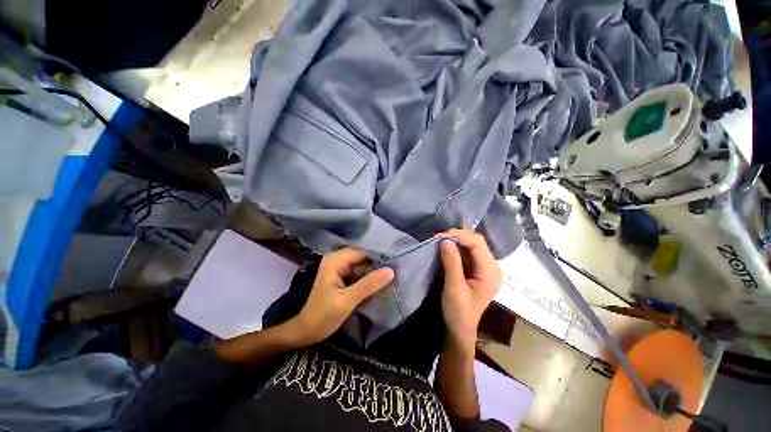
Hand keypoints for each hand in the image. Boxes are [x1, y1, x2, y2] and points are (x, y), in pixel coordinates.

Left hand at [293, 248, 393, 344]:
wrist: (306, 332)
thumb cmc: (323, 316)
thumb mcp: (347, 300)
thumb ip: (369, 285)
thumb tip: (391, 271)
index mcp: (335, 261)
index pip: (362, 252)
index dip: (378, 256)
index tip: (394, 263)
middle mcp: (336, 260)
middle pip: (361, 257)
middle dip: (376, 263)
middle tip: (395, 270)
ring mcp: (338, 269)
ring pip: (361, 264)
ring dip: (373, 270)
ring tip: (390, 275)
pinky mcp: (341, 277)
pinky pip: (358, 272)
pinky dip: (367, 276)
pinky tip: (379, 282)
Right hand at [438, 229, 502, 349]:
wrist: (460, 329)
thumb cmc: (458, 312)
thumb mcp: (454, 288)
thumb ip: (451, 262)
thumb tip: (445, 240)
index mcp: (490, 272)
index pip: (478, 243)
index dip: (459, 236)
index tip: (440, 236)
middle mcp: (491, 266)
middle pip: (476, 242)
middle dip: (457, 237)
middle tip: (438, 238)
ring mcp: (485, 267)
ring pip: (471, 245)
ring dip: (455, 241)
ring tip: (439, 241)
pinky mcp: (477, 269)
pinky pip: (467, 252)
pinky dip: (455, 248)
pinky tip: (445, 248)